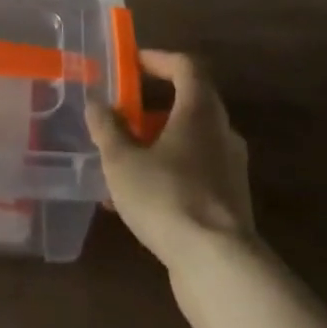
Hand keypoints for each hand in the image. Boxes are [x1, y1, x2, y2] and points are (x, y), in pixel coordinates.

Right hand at [86, 50, 255, 327]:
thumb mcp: (123, 162)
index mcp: (200, 111)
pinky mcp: (229, 205)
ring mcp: (230, 171)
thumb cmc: (168, 197)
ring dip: (157, 146)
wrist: (219, 268)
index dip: (159, 59)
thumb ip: (108, 129)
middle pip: (190, 104)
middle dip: (152, 107)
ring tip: (121, 162)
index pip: (186, 67)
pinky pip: (194, 176)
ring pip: (190, 144)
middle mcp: (222, 133)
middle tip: (122, 114)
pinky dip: (167, 175)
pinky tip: (135, 203)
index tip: (133, 63)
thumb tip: (96, 103)